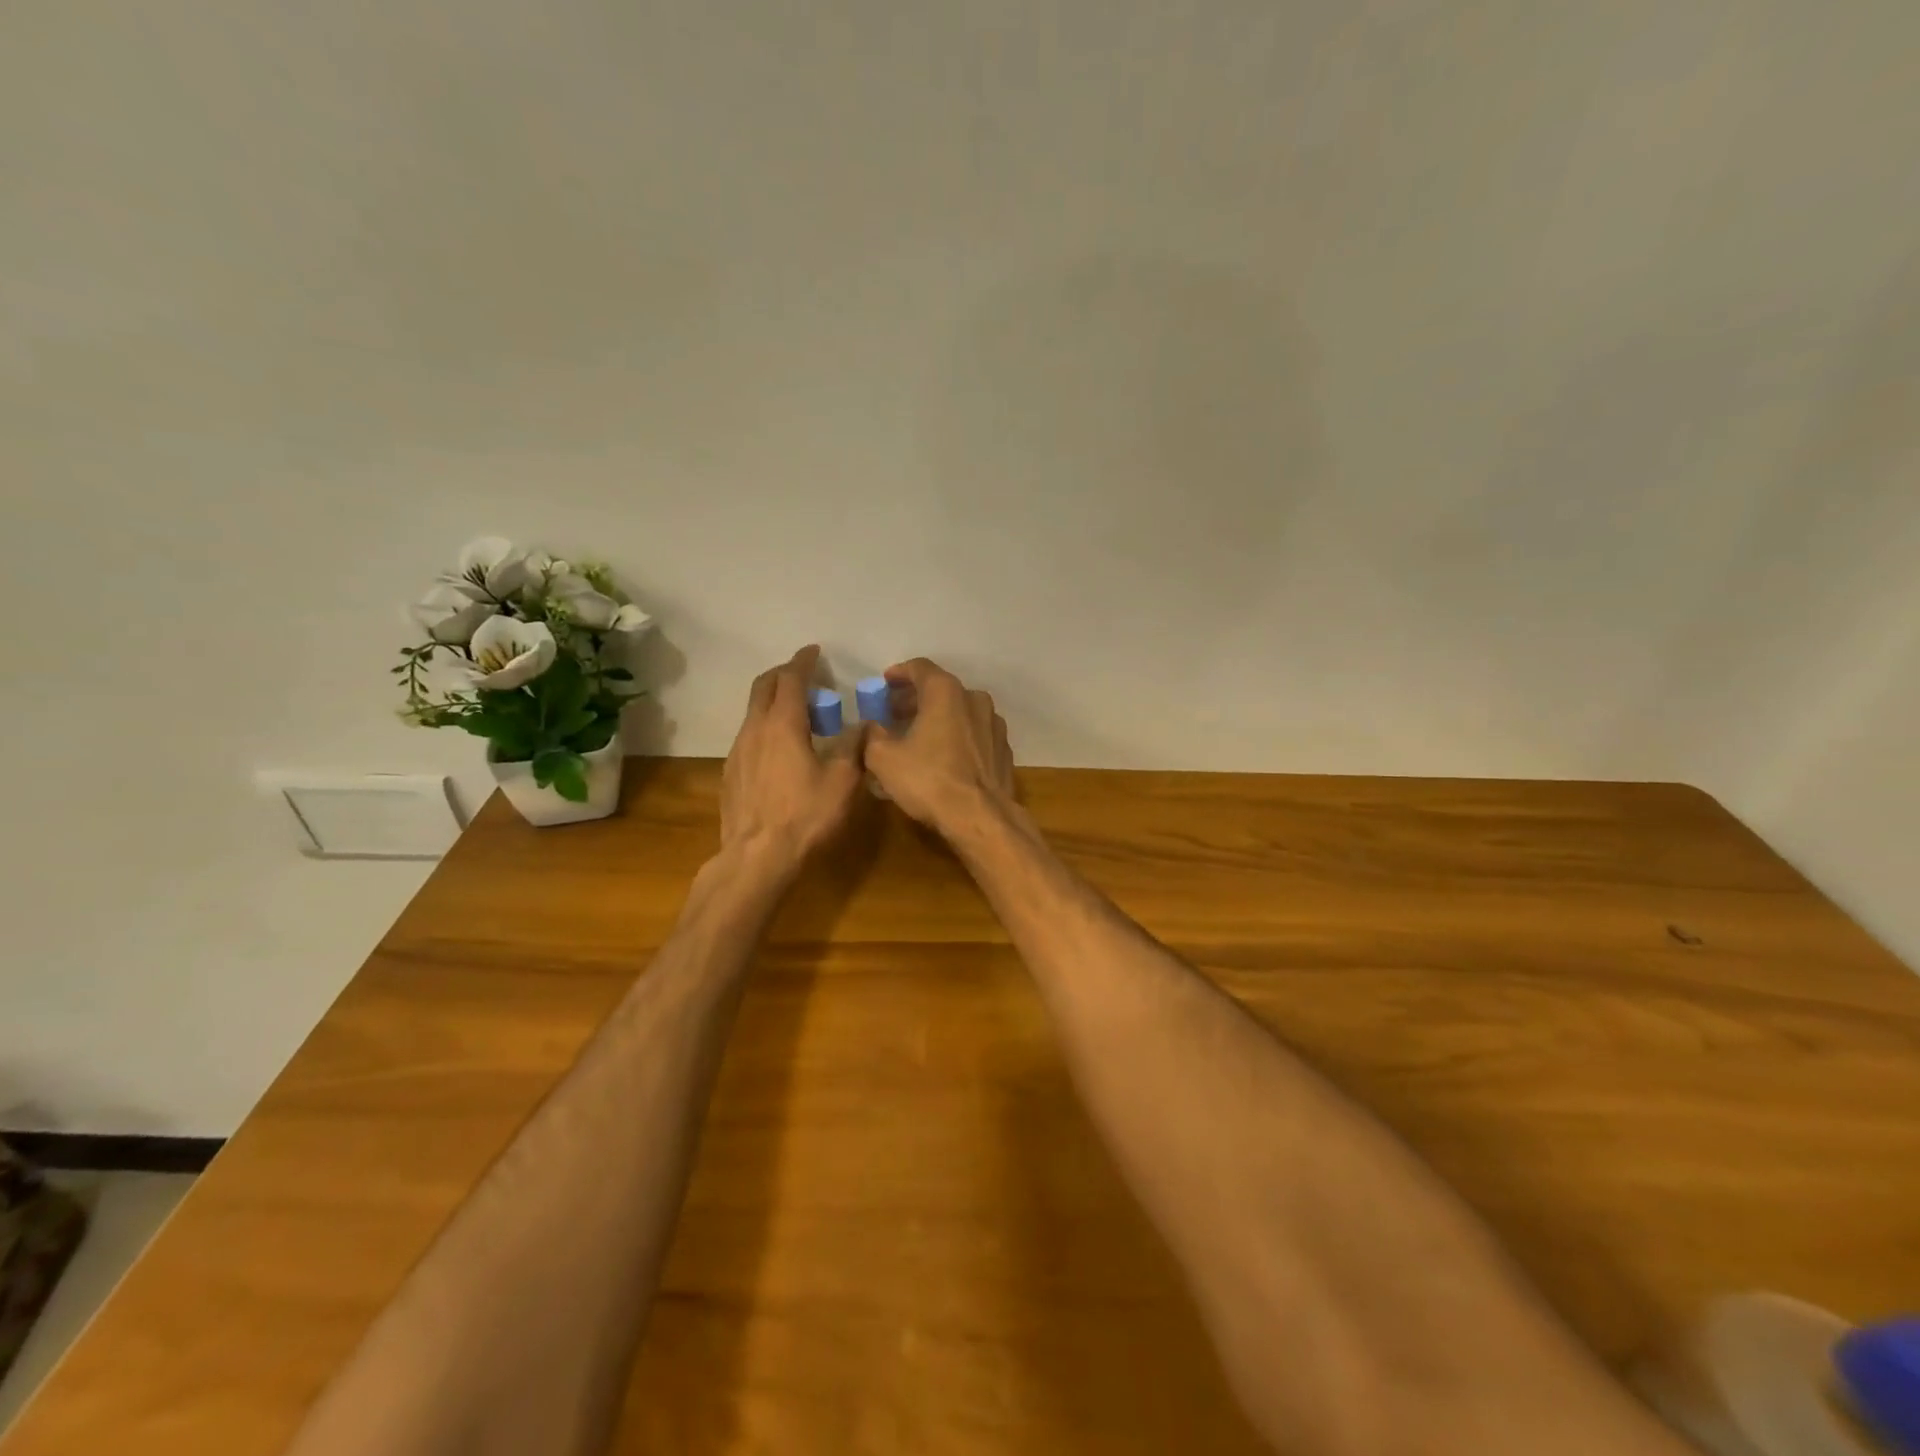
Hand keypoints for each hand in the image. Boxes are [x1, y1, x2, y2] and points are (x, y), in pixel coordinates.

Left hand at [720, 645, 866, 868]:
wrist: (756, 858)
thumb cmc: (805, 816)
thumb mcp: (843, 781)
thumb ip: (853, 747)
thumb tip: (861, 726)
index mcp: (782, 724)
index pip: (790, 679)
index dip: (803, 662)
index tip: (813, 651)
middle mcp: (754, 729)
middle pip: (763, 687)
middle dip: (783, 674)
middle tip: (805, 676)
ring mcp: (737, 752)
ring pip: (753, 712)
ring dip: (774, 702)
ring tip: (797, 714)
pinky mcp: (730, 774)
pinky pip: (748, 736)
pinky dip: (765, 727)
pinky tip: (780, 749)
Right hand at [864, 658, 1014, 833]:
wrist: (981, 817)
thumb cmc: (929, 780)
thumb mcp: (884, 758)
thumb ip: (873, 735)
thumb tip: (872, 728)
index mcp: (945, 692)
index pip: (919, 668)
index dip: (898, 674)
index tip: (884, 684)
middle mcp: (974, 699)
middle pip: (940, 690)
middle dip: (915, 699)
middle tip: (893, 713)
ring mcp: (994, 724)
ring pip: (960, 712)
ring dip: (937, 718)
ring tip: (917, 736)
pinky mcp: (1003, 750)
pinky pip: (974, 734)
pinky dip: (956, 737)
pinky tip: (943, 756)